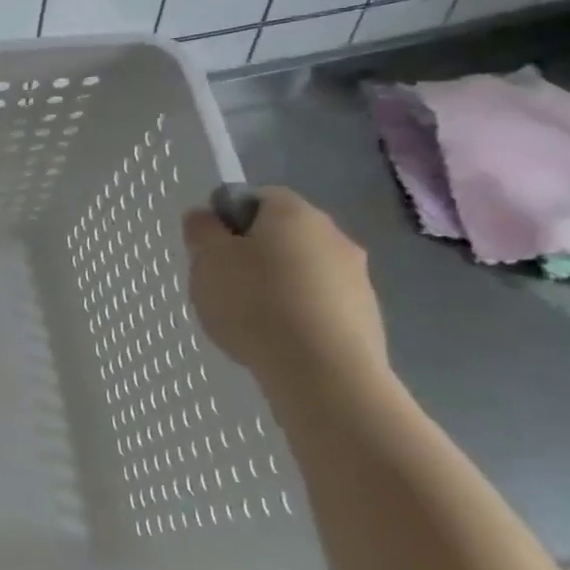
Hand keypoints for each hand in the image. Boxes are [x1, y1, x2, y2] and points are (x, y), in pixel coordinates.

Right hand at [182, 186, 388, 390]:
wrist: (323, 372)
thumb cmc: (255, 302)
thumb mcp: (207, 261)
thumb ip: (202, 231)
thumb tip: (205, 216)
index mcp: (294, 212)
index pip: (259, 197)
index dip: (230, 218)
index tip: (212, 249)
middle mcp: (333, 235)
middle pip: (284, 234)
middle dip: (255, 254)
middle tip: (225, 284)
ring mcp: (358, 278)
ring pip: (305, 270)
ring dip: (280, 285)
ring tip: (251, 320)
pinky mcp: (368, 317)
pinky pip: (322, 304)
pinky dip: (300, 314)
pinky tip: (279, 339)